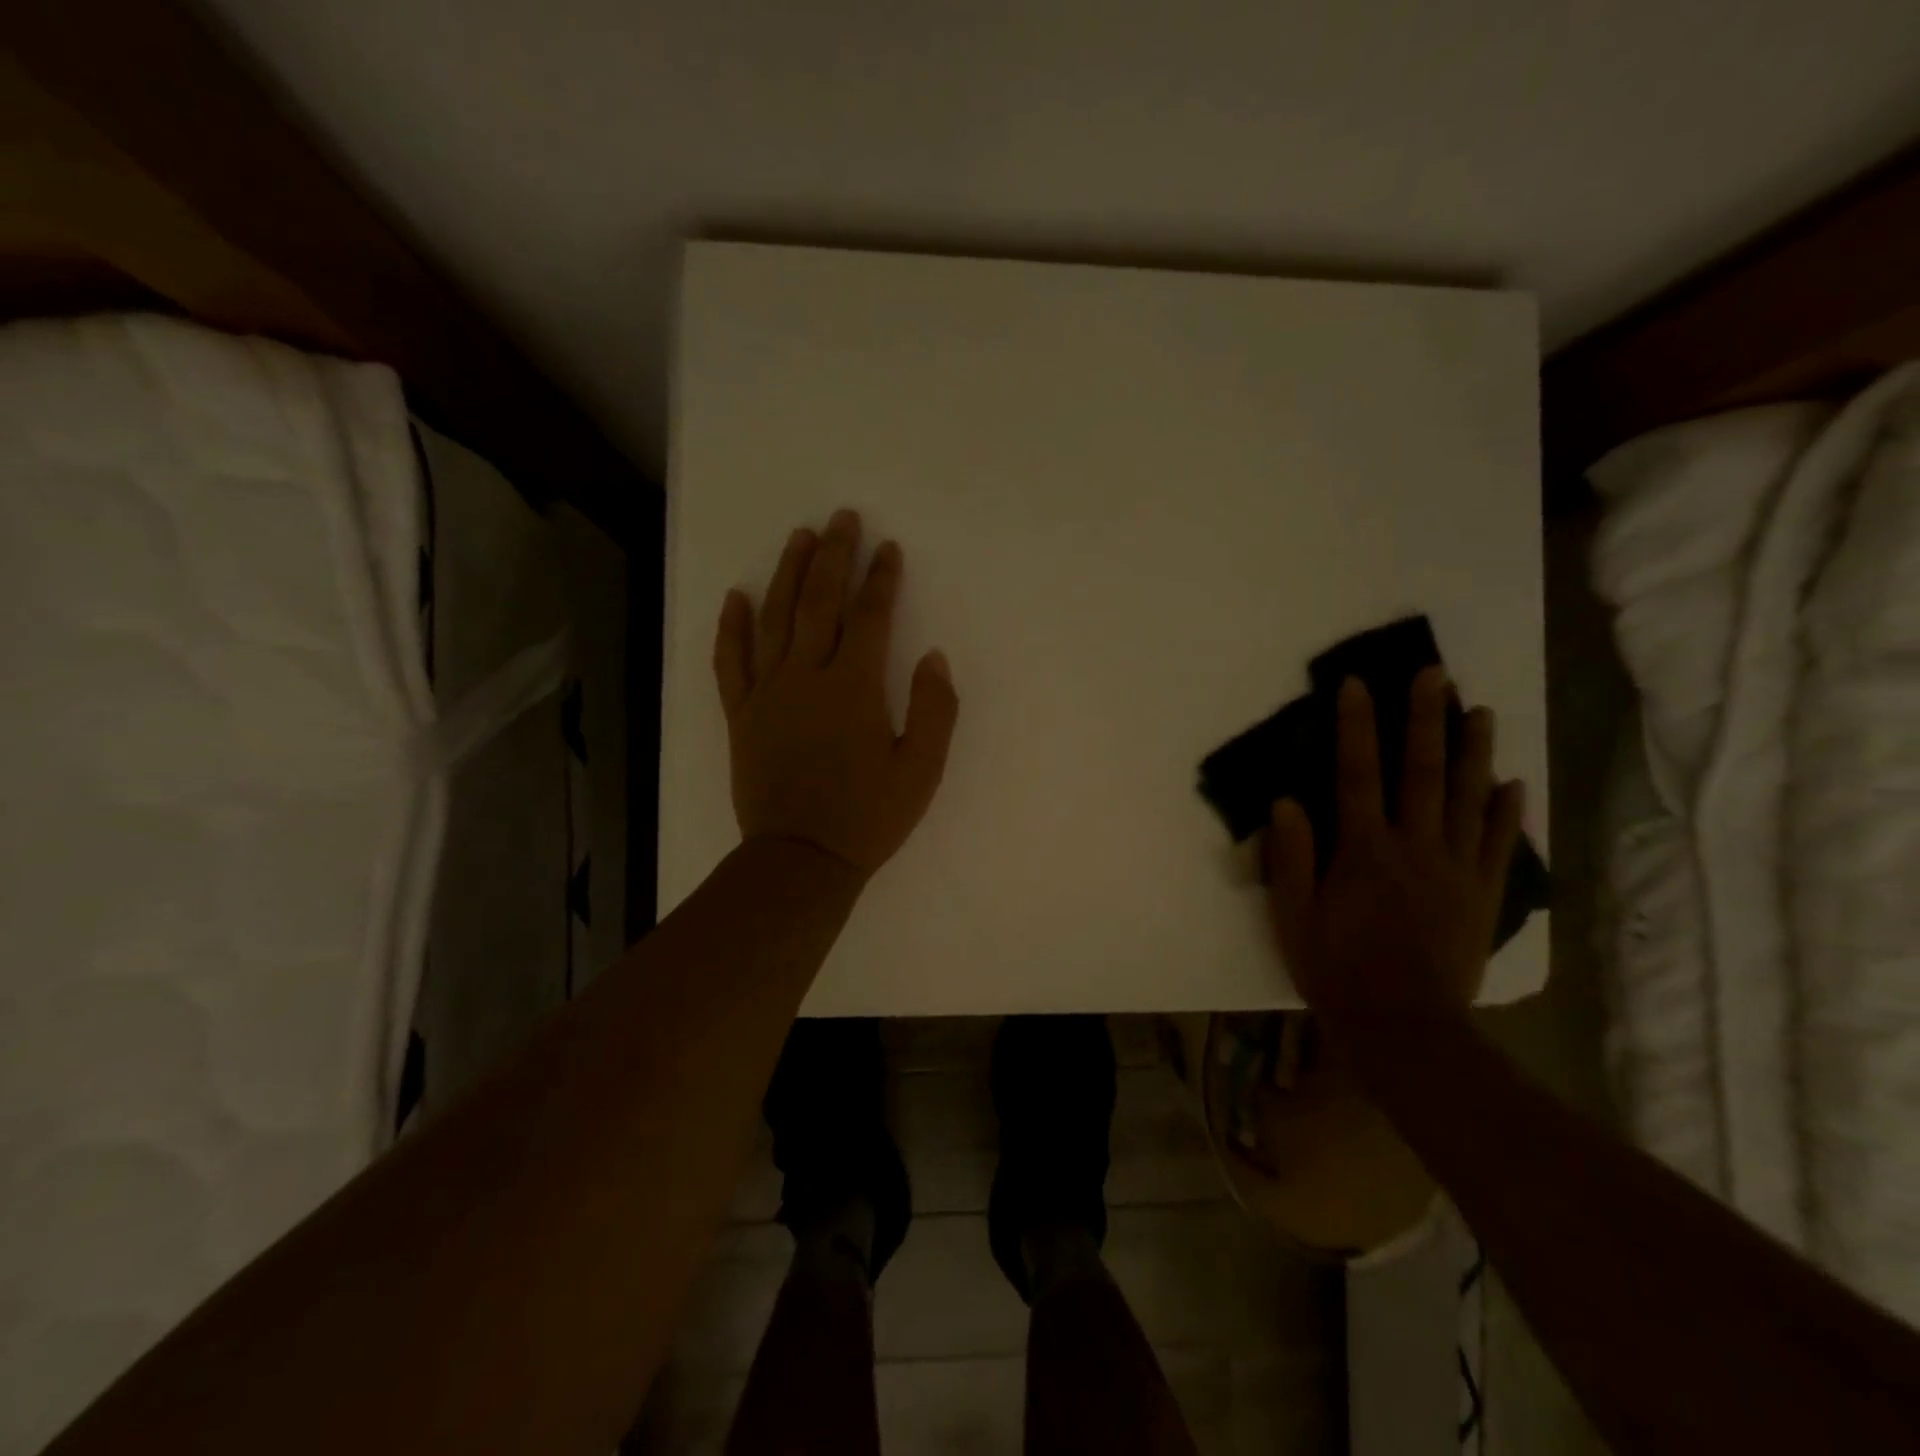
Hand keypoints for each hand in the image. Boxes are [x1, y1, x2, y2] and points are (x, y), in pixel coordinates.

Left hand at [713, 509, 958, 877]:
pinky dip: (732, 627)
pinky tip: (736, 597)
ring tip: (798, 538)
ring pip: (775, 619)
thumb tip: (933, 657)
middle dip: (834, 556)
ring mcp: (768, 693)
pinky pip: (731, 661)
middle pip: (819, 602)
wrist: (801, 859)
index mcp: (854, 688)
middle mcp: (807, 677)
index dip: (881, 579)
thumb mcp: (921, 771)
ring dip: (787, 574)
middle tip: (841, 518)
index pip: (871, 617)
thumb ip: (935, 711)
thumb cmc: (868, 818)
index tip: (888, 549)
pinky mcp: (741, 715)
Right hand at [1265, 667, 1523, 1021]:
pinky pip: (1498, 846)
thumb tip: (1287, 801)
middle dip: (1424, 720)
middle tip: (1433, 674)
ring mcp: (1456, 871)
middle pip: (1421, 773)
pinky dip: (1506, 812)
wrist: (1403, 1028)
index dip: (1355, 726)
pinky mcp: (1483, 897)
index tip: (1356, 684)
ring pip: (1468, 799)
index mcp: (1364, 851)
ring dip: (1473, 751)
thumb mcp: (1293, 916)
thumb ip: (1292, 857)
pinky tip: (1511, 784)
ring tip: (1480, 711)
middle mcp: (1415, 848)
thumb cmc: (1335, 969)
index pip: (1357, 774)